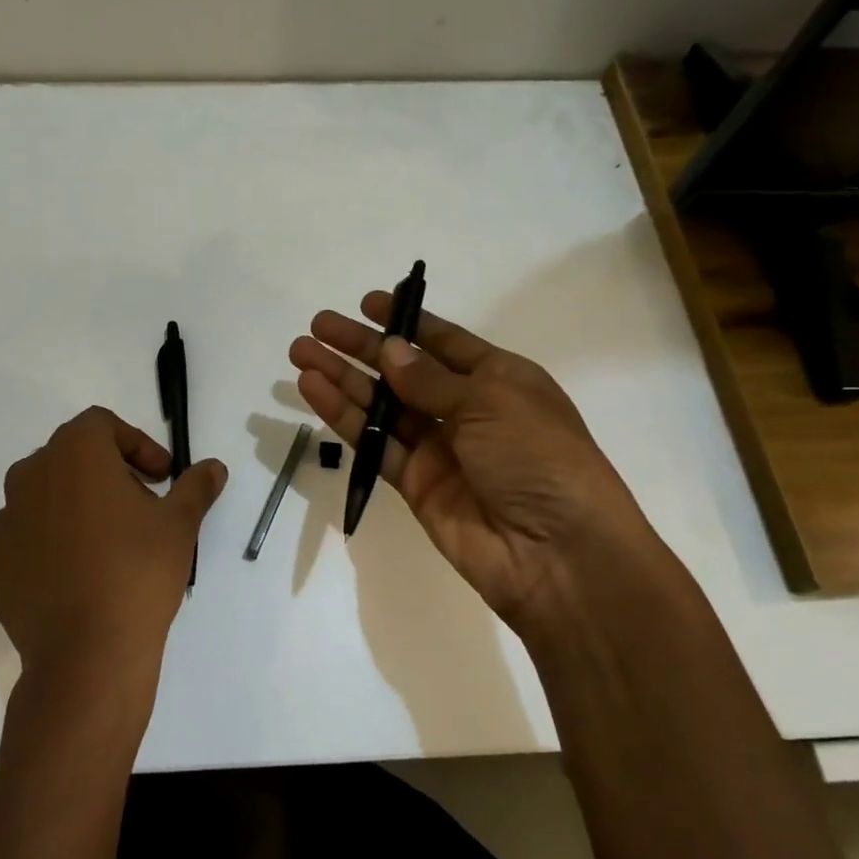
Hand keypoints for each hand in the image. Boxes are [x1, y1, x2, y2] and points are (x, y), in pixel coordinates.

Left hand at [0, 406, 226, 693]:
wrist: (87, 653)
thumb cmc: (138, 571)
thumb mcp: (179, 524)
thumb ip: (196, 486)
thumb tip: (214, 468)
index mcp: (74, 453)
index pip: (102, 425)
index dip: (137, 444)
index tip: (161, 478)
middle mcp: (30, 476)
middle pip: (70, 457)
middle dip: (107, 473)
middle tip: (140, 506)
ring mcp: (5, 523)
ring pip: (44, 498)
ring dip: (75, 507)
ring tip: (107, 544)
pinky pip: (26, 540)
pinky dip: (50, 545)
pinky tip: (77, 577)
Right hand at [289, 294, 664, 636]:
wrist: (557, 554)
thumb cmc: (538, 459)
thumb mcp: (492, 402)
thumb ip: (431, 379)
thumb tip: (390, 349)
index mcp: (500, 379)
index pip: (445, 342)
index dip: (407, 322)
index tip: (367, 303)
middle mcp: (467, 410)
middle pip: (404, 370)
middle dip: (361, 347)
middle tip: (318, 326)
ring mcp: (438, 448)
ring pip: (381, 405)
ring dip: (342, 378)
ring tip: (301, 353)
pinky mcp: (415, 483)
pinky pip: (374, 443)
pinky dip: (344, 417)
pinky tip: (314, 391)